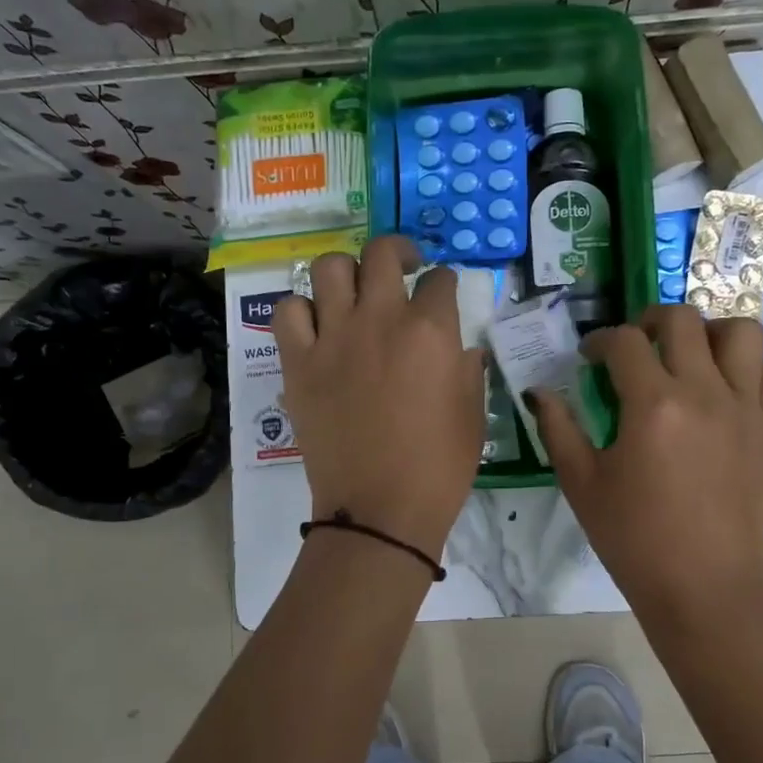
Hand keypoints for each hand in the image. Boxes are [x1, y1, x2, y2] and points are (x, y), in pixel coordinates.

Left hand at [273, 236, 485, 561]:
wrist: (380, 510)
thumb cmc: (439, 468)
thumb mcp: (474, 415)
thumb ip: (468, 369)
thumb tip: (459, 348)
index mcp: (431, 331)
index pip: (440, 280)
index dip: (444, 282)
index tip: (443, 293)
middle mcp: (380, 319)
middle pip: (382, 253)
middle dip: (398, 252)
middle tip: (402, 269)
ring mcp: (333, 338)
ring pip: (329, 268)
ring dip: (347, 272)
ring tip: (355, 292)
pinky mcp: (298, 363)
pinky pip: (288, 311)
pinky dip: (302, 310)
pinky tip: (317, 327)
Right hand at [529, 304, 762, 631]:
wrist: (702, 588)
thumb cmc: (634, 539)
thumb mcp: (582, 484)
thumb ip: (558, 429)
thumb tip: (539, 392)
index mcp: (653, 404)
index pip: (624, 342)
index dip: (599, 341)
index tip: (589, 357)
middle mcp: (705, 392)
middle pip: (683, 320)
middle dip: (649, 320)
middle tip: (634, 345)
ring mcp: (746, 408)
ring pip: (740, 333)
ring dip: (709, 333)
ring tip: (689, 356)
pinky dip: (750, 369)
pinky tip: (727, 390)